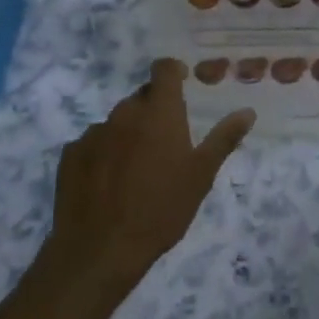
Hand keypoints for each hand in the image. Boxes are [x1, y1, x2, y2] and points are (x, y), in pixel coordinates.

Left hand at [40, 59, 253, 301]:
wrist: (100, 249)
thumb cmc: (161, 210)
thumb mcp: (201, 176)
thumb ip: (224, 139)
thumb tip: (248, 112)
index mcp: (159, 112)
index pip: (164, 69)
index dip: (173, 71)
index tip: (182, 83)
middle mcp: (124, 113)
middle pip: (141, 98)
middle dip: (154, 111)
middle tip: (165, 142)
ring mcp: (93, 132)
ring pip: (116, 122)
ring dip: (128, 134)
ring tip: (136, 169)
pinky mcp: (71, 154)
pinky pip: (92, 144)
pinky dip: (103, 154)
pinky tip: (108, 183)